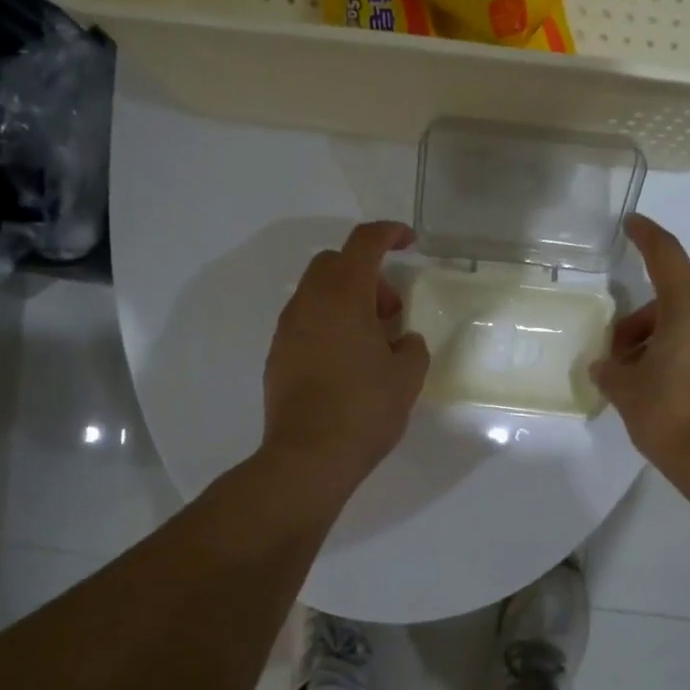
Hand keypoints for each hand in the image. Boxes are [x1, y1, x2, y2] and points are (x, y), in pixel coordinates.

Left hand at [262, 221, 430, 499]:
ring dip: (347, 301)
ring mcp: (287, 330)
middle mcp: (308, 303)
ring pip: (317, 294)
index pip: (364, 243)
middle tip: (391, 310)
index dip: (389, 233)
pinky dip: (328, 325)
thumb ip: (411, 347)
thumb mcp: (407, 377)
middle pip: (334, 264)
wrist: (309, 456)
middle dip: (367, 274)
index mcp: (343, 296)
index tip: (409, 241)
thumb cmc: (364, 409)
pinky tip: (347, 362)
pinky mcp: (277, 357)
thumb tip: (402, 342)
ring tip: (372, 341)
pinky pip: (306, 323)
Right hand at [591, 214, 689, 483]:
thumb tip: (607, 368)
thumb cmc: (671, 416)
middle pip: (675, 301)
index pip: (666, 257)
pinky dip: (688, 356)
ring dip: (664, 341)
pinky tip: (670, 390)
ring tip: (642, 380)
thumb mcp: (627, 391)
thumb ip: (611, 371)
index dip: (647, 236)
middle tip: (618, 358)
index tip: (633, 223)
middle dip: (642, 323)